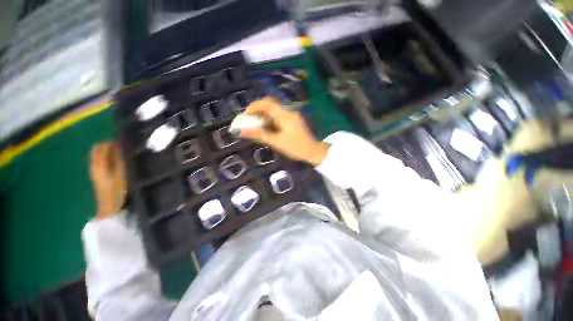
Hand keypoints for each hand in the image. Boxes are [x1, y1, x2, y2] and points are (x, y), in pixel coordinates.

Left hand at [89, 142, 126, 219]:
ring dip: (107, 151)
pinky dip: (106, 157)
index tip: (125, 142)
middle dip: (108, 145)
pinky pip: (99, 160)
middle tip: (123, 146)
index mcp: (99, 163)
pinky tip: (116, 161)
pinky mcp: (96, 174)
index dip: (113, 142)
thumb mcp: (122, 174)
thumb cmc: (117, 190)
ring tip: (121, 153)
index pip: (103, 146)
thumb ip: (121, 160)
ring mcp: (93, 170)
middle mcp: (93, 164)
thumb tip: (121, 146)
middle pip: (97, 148)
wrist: (108, 207)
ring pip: (97, 154)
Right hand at [238, 97, 329, 165]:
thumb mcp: (276, 142)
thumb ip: (259, 135)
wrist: (313, 151)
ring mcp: (291, 115)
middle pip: (269, 104)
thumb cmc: (295, 147)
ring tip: (256, 126)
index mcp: (285, 115)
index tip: (245, 117)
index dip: (253, 107)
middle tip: (249, 121)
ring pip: (273, 110)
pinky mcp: (292, 119)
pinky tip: (266, 128)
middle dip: (257, 111)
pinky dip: (269, 119)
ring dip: (263, 116)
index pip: (266, 103)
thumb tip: (241, 132)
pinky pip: (278, 115)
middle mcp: (288, 111)